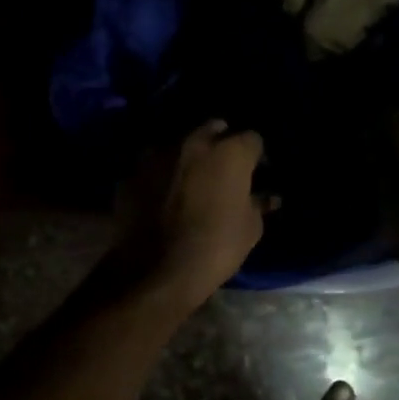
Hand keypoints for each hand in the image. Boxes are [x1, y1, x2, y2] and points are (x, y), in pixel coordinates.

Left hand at [110, 120, 268, 311]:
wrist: (157, 271)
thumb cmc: (215, 248)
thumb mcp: (250, 229)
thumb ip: (258, 204)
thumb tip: (267, 196)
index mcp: (229, 152)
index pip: (252, 139)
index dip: (256, 156)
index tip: (257, 173)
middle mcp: (192, 142)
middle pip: (213, 128)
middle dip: (221, 143)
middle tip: (224, 170)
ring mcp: (156, 154)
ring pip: (178, 143)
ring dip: (187, 156)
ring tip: (190, 180)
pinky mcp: (131, 173)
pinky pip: (152, 167)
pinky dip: (160, 176)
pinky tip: (161, 196)